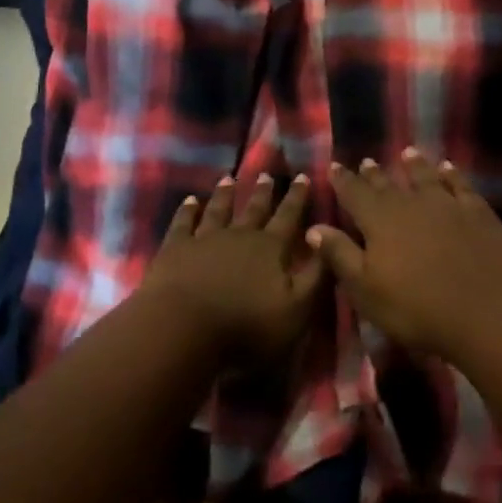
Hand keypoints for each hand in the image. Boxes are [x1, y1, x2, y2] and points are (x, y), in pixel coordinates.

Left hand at [142, 172, 323, 365]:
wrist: (185, 328)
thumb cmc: (247, 327)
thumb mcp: (297, 311)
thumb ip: (315, 276)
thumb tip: (325, 239)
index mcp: (271, 249)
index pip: (289, 217)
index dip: (298, 198)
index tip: (303, 176)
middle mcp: (240, 235)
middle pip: (254, 209)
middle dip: (263, 192)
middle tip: (267, 174)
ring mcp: (205, 238)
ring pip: (219, 209)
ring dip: (225, 194)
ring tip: (229, 178)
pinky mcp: (176, 248)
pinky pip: (183, 223)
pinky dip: (187, 210)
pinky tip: (189, 201)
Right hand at [306, 149, 501, 359]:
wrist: (485, 312)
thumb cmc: (416, 308)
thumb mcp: (366, 290)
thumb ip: (340, 255)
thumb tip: (314, 227)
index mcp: (379, 220)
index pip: (354, 194)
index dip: (342, 181)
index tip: (334, 166)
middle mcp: (410, 203)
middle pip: (387, 184)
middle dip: (374, 174)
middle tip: (366, 161)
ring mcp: (446, 204)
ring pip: (425, 177)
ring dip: (415, 165)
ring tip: (407, 153)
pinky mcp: (477, 212)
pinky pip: (460, 185)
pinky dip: (452, 174)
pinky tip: (448, 168)